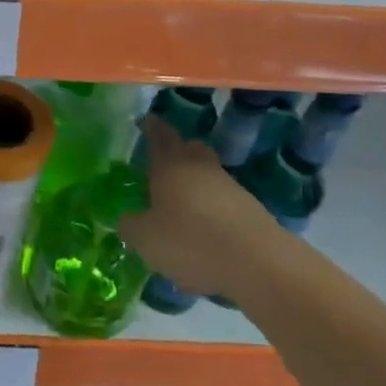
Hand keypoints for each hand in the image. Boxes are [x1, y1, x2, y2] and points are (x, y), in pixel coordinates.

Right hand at [117, 115, 269, 296]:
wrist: (259, 265)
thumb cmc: (190, 242)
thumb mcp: (146, 239)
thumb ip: (131, 226)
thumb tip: (127, 219)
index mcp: (170, 166)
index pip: (159, 136)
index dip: (152, 128)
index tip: (148, 121)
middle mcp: (201, 168)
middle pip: (191, 149)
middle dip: (178, 151)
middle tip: (164, 164)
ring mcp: (230, 188)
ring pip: (209, 176)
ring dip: (196, 187)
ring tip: (182, 210)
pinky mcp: (252, 212)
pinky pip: (224, 203)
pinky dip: (213, 213)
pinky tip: (205, 237)